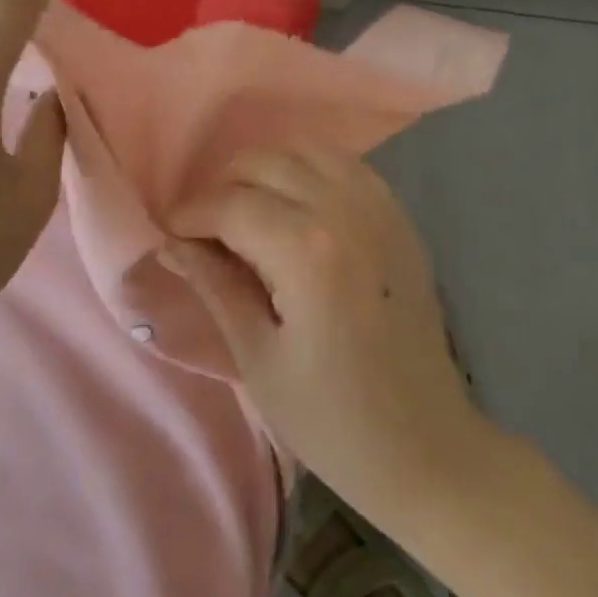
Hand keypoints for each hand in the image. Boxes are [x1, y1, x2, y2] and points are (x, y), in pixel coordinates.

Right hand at [163, 148, 485, 517]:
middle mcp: (345, 211)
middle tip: (206, 229)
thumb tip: (170, 243)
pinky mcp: (398, 215)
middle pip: (264, 163)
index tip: (170, 234)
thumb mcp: (258, 358)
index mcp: (307, 252)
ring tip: (248, 210)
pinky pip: (344, 164)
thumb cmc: (333, 419)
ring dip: (266, 170)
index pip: (230, 204)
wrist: (427, 447)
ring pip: (304, 150)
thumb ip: (215, 286)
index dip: (191, 214)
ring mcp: (378, 207)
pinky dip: (309, 168)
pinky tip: (296, 202)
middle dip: (223, 186)